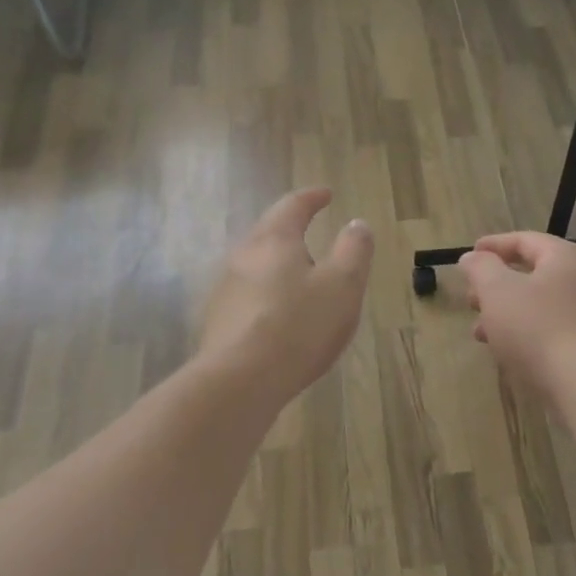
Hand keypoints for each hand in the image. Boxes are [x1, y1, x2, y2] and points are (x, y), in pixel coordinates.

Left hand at [200, 189, 374, 404]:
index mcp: (274, 240)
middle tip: (312, 234)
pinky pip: (248, 296)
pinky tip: (279, 316)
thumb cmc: (299, 326)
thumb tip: (357, 223)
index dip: (311, 198)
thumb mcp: (343, 285)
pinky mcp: (218, 321)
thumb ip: (354, 250)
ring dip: (278, 264)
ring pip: (255, 265)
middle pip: (268, 233)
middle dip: (291, 230)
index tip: (326, 194)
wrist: (240, 381)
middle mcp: (243, 256)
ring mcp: (225, 290)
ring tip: (300, 278)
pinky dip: (268, 294)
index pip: (293, 206)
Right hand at [458, 233, 575, 395]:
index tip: (468, 256)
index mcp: (565, 257)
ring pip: (539, 305)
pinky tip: (506, 352)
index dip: (492, 246)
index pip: (524, 240)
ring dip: (506, 314)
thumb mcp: (497, 291)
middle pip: (532, 273)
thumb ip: (481, 268)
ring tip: (480, 332)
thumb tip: (472, 256)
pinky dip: (525, 334)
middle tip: (471, 299)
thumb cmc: (538, 327)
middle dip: (496, 286)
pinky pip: (551, 330)